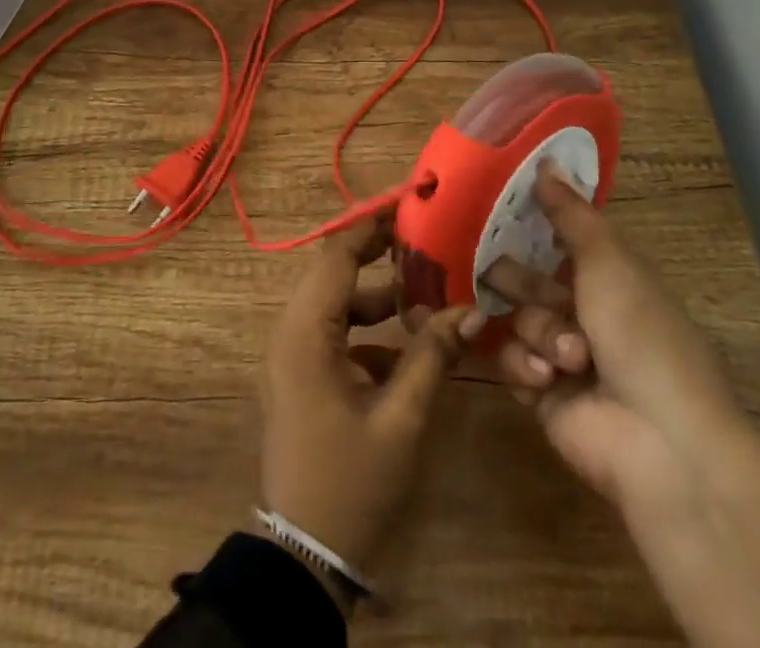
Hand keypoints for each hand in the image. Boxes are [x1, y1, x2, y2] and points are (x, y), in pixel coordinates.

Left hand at [257, 214, 481, 582]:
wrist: (303, 557)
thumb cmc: (350, 483)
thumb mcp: (400, 419)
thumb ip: (431, 356)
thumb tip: (469, 309)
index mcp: (304, 331)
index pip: (337, 256)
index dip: (371, 226)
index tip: (407, 202)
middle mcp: (290, 331)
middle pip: (334, 273)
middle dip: (377, 254)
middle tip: (425, 239)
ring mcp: (292, 354)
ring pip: (335, 303)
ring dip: (375, 294)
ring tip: (425, 286)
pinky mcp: (301, 375)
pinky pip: (333, 332)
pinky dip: (366, 328)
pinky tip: (408, 344)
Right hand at [493, 167, 759, 647]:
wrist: (663, 443)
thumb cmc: (642, 335)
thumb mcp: (610, 262)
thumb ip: (571, 214)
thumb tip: (546, 160)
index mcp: (605, 277)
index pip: (555, 239)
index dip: (527, 226)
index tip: (490, 210)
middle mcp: (581, 311)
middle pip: (524, 278)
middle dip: (517, 280)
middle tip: (504, 279)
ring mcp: (559, 355)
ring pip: (517, 319)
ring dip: (538, 332)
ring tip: (568, 359)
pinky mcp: (541, 393)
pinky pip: (510, 361)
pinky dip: (527, 367)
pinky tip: (548, 380)